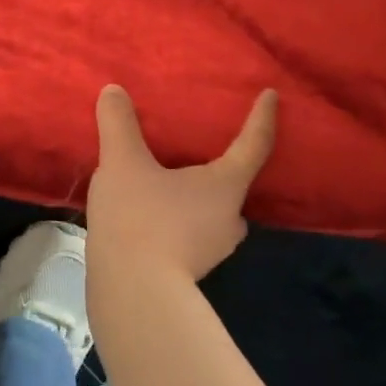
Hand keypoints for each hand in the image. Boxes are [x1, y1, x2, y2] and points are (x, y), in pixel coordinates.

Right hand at [87, 85, 277, 282]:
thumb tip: (113, 91)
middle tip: (204, 146)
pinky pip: (190, 231)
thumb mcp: (122, 162)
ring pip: (212, 211)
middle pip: (234, 183)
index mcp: (225, 186)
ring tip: (169, 178)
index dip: (262, 118)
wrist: (132, 294)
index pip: (254, 145)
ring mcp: (212, 250)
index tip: (271, 96)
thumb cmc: (139, 219)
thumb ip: (118, 124)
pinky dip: (178, 217)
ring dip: (197, 194)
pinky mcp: (189, 271)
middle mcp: (229, 218)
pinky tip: (150, 213)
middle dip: (223, 164)